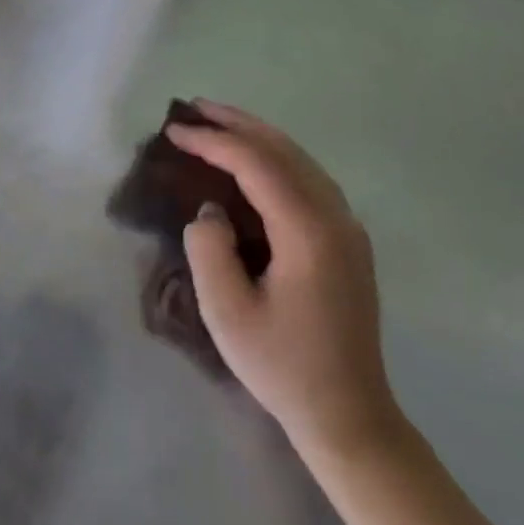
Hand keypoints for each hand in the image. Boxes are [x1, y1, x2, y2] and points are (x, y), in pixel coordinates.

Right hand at [172, 100, 401, 466]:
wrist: (350, 416)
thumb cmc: (283, 366)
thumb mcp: (227, 312)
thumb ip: (209, 247)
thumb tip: (212, 210)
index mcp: (308, 231)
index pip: (256, 164)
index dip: (212, 141)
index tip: (173, 131)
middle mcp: (335, 217)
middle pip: (283, 149)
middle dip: (236, 123)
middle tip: (193, 107)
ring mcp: (347, 227)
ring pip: (300, 159)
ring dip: (257, 135)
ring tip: (218, 122)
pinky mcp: (347, 240)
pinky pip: (309, 178)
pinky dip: (275, 157)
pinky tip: (254, 159)